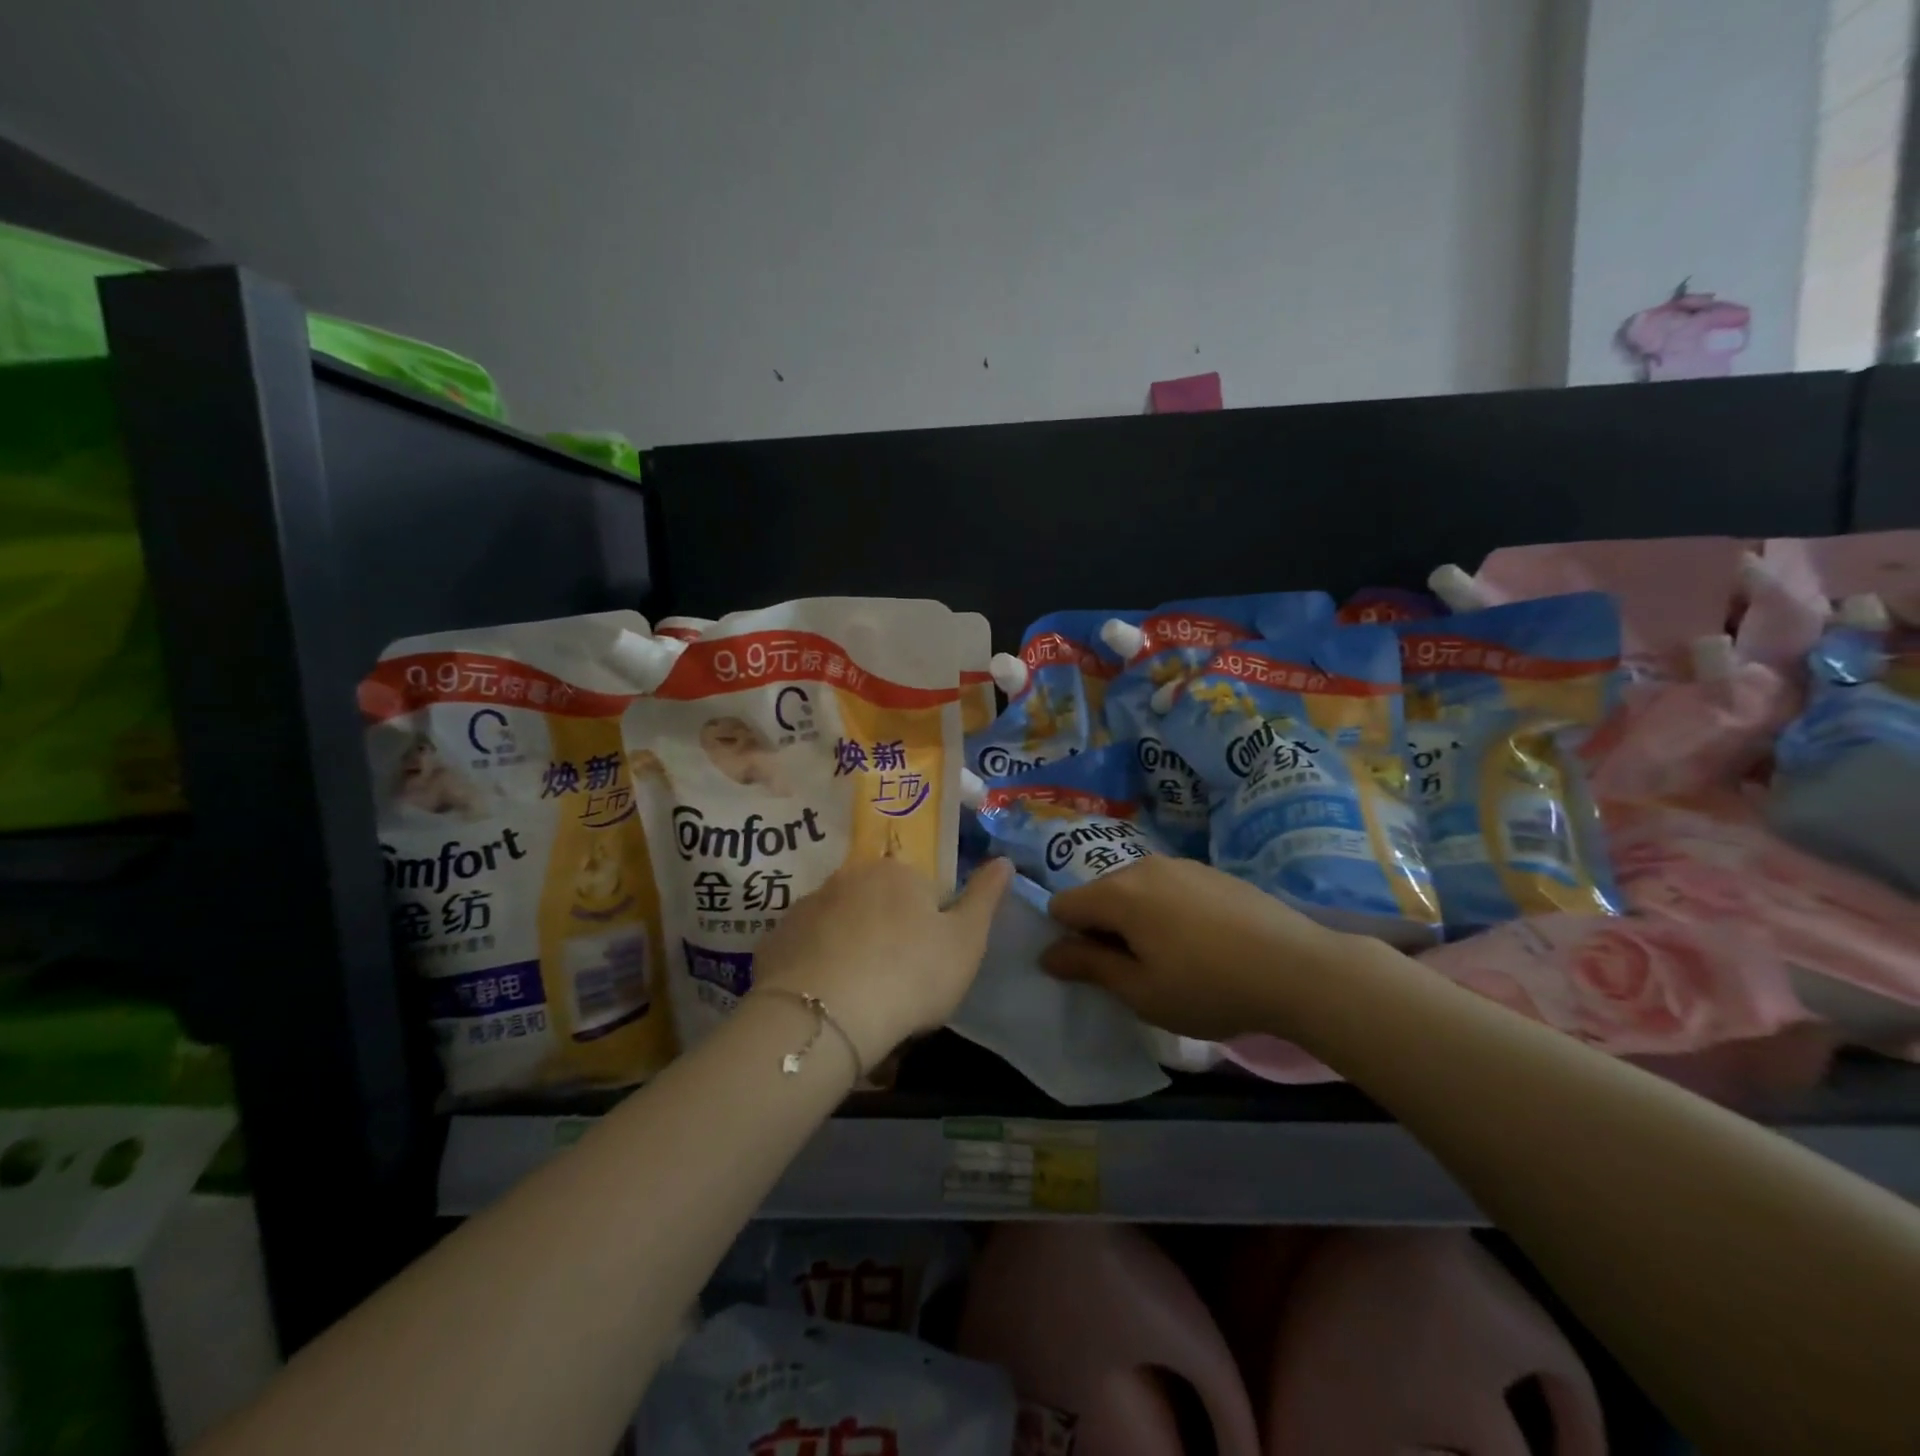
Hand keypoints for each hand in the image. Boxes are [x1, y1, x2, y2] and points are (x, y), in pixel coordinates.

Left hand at [748, 857, 1012, 1069]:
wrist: (828, 1016)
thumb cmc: (911, 974)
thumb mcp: (967, 941)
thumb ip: (986, 897)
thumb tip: (1004, 860)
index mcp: (898, 872)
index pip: (920, 889)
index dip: (927, 926)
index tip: (926, 963)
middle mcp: (849, 876)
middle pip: (876, 901)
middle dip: (885, 931)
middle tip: (893, 979)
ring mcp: (808, 905)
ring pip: (838, 922)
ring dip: (848, 945)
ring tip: (856, 995)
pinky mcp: (776, 938)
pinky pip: (805, 947)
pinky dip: (815, 964)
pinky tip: (823, 998)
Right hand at [1041, 856, 1350, 1041]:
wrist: (1300, 968)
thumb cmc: (1210, 987)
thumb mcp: (1142, 991)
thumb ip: (1089, 966)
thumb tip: (1048, 953)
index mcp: (1119, 893)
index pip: (1064, 905)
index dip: (1067, 939)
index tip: (1096, 971)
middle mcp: (1143, 866)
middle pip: (1100, 894)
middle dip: (1102, 929)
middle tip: (1135, 972)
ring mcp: (1181, 864)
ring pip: (1135, 890)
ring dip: (1136, 920)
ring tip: (1172, 959)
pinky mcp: (1211, 871)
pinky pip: (1167, 888)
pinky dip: (1166, 911)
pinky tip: (1201, 943)